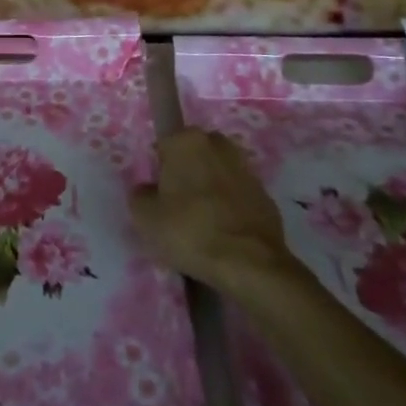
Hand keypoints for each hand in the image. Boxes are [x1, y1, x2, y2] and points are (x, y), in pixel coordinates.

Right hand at [130, 129, 294, 292]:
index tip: (158, 195)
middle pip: (193, 156)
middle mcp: (218, 144)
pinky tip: (224, 235)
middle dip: (186, 174)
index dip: (159, 170)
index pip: (164, 144)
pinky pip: (238, 197)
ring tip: (202, 226)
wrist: (251, 264)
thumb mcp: (145, 218)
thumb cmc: (190, 231)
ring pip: (218, 174)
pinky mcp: (266, 195)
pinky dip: (230, 209)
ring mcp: (246, 169)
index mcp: (186, 140)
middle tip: (177, 208)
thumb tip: (148, 191)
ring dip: (210, 191)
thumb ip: (140, 196)